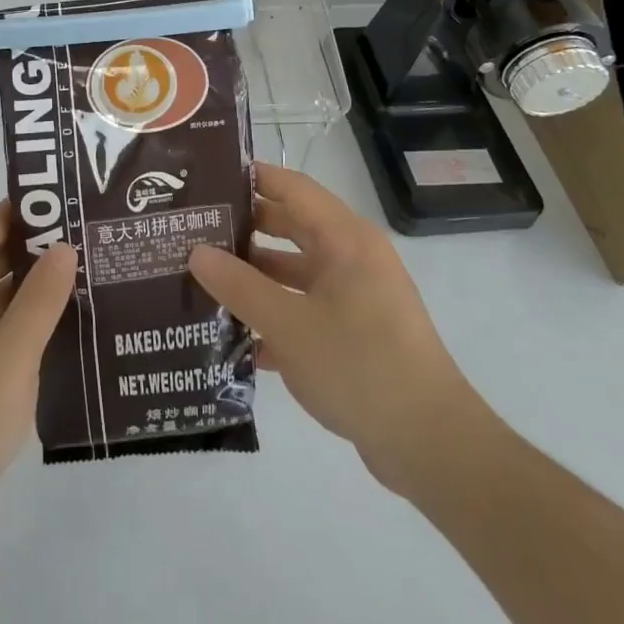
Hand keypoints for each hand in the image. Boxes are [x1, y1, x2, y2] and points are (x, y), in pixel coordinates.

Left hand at [0, 202, 77, 516]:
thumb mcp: (11, 355)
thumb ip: (41, 298)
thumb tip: (64, 247)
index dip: (27, 214)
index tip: (70, 201)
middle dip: (32, 253)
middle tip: (86, 238)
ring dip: (25, 292)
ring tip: (80, 275)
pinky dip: (12, 325)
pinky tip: (52, 326)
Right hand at [188, 163, 477, 496]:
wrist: (430, 445)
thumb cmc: (359, 366)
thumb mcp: (288, 325)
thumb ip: (239, 286)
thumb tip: (196, 251)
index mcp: (345, 239)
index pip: (292, 188)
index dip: (251, 178)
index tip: (207, 178)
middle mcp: (353, 257)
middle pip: (292, 227)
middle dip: (245, 228)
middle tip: (194, 230)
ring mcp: (357, 296)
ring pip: (297, 270)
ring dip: (256, 275)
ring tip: (204, 279)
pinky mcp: (357, 332)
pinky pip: (307, 307)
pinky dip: (276, 314)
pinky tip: (235, 336)